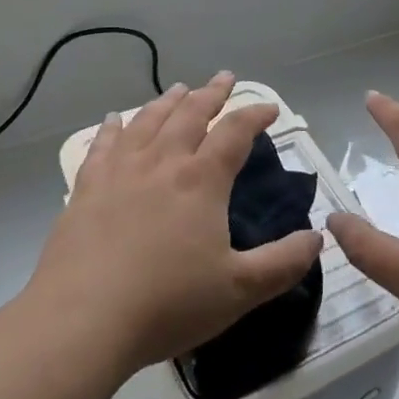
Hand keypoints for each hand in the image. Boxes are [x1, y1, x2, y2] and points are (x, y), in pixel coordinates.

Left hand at [26, 71, 323, 375]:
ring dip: (168, 101)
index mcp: (201, 180)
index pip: (235, 132)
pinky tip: (116, 119)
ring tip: (180, 88)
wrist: (82, 320)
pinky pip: (103, 145)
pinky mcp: (87, 188)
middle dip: (212, 93)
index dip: (255, 114)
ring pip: (148, 121)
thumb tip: (316, 238)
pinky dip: (113, 127)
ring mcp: (121, 172)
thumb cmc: (167, 304)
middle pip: (191, 113)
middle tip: (225, 78)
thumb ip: (282, 263)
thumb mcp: (239, 290)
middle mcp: (163, 162)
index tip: (270, 108)